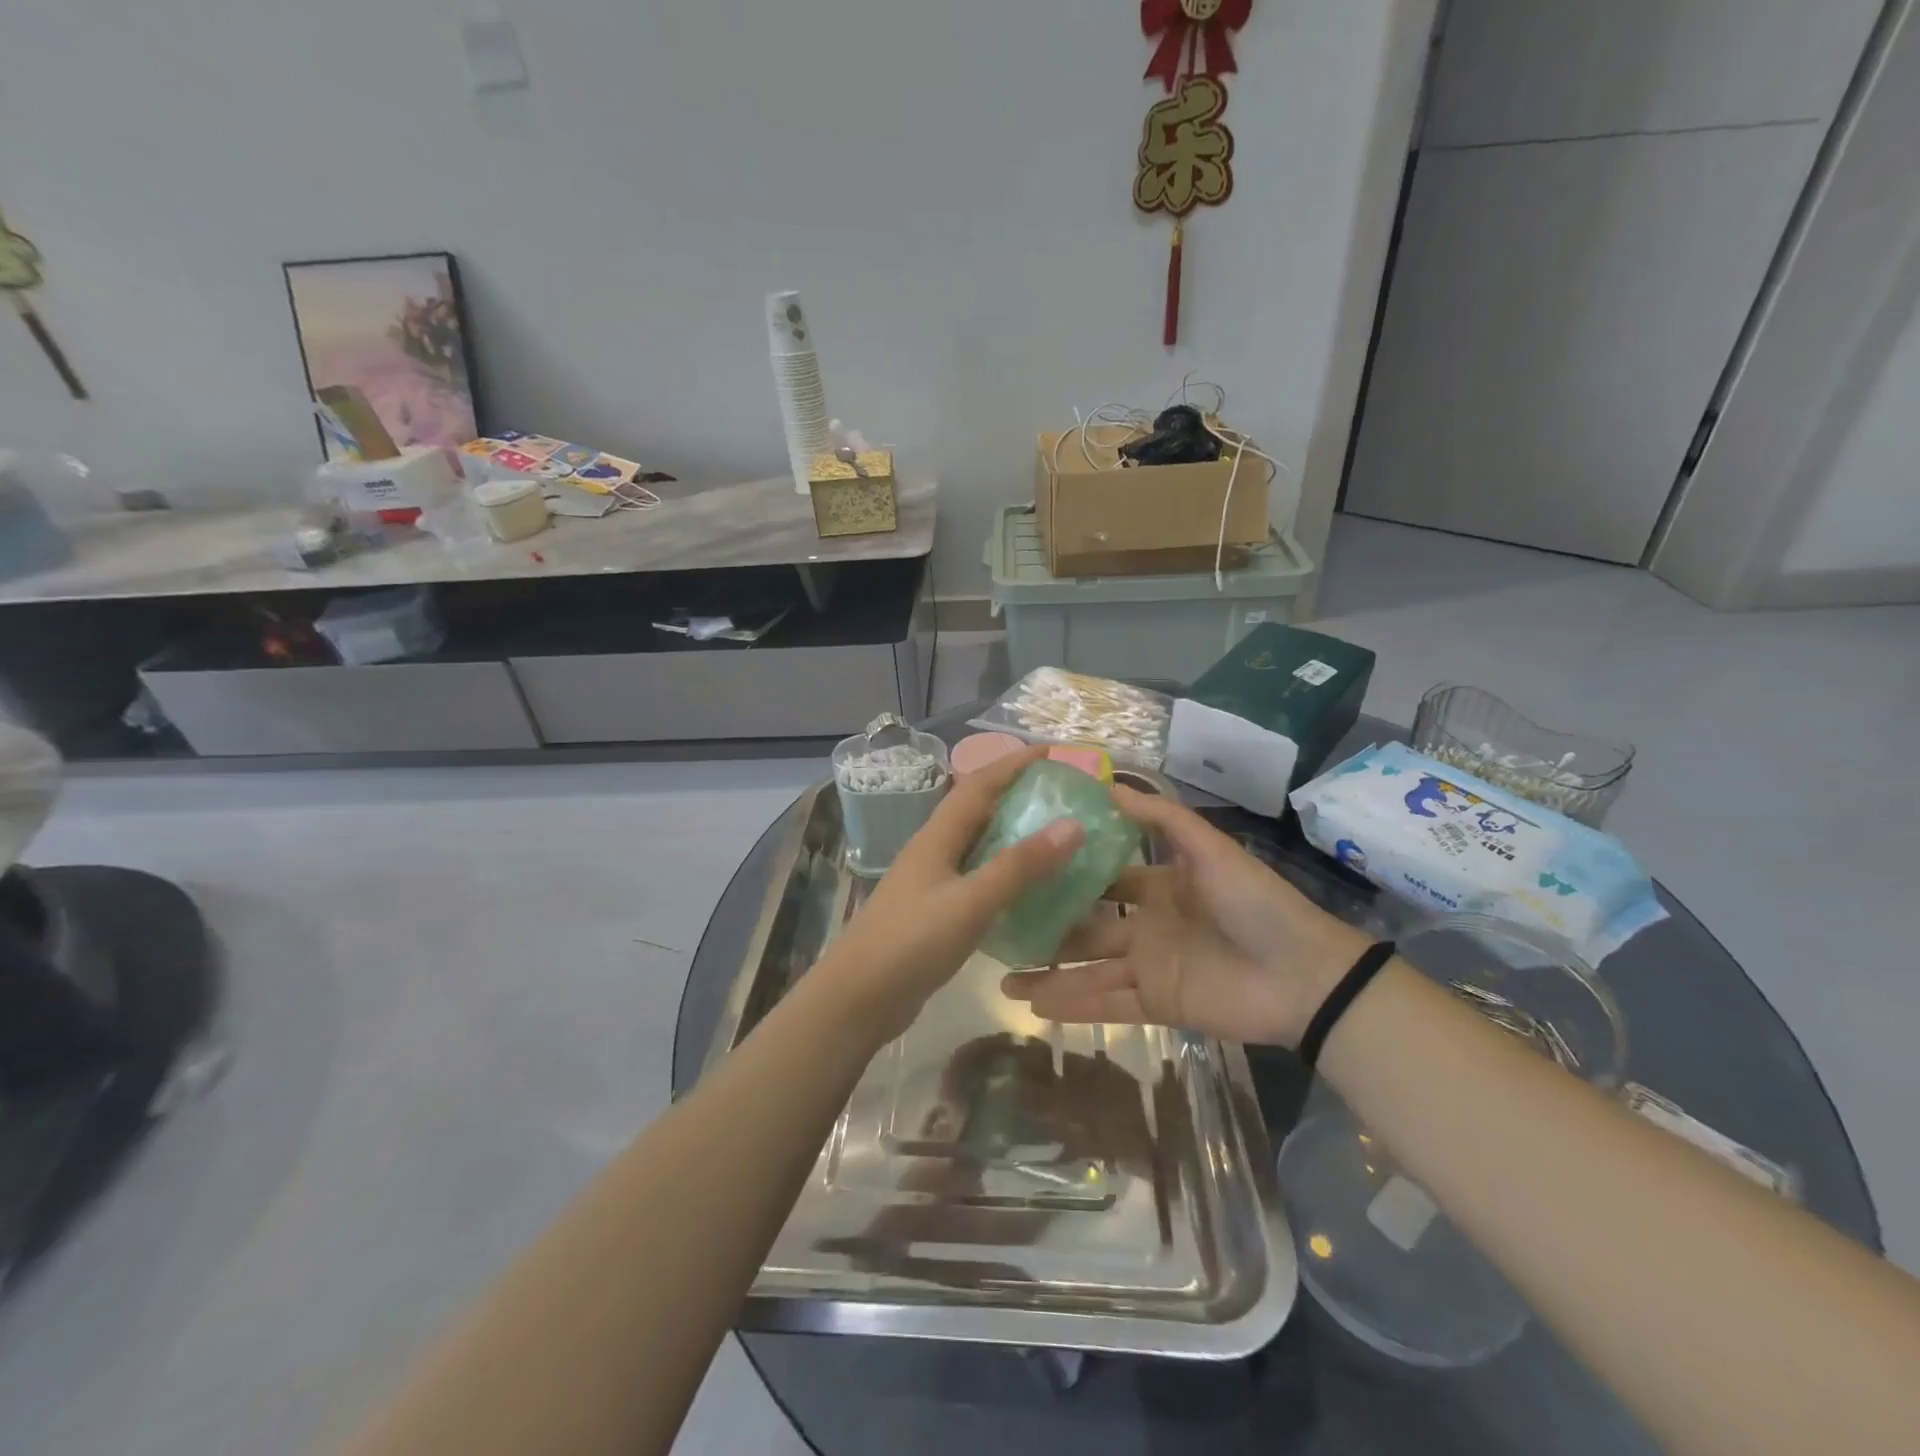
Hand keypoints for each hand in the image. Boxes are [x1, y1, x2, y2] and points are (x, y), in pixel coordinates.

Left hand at [816, 746, 1084, 1043]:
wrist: (858, 998)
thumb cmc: (912, 942)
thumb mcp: (971, 902)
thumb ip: (1019, 866)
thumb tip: (1072, 825)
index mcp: (938, 836)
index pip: (979, 784)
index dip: (1014, 763)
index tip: (1054, 752)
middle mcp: (935, 850)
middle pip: (979, 809)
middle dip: (1018, 794)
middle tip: (1064, 795)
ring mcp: (933, 882)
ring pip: (980, 845)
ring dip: (1014, 834)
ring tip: (1056, 835)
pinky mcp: (937, 911)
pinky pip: (979, 879)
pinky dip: (1007, 874)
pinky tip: (1031, 889)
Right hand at [1001, 786, 1368, 1046]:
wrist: (1304, 976)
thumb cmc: (1254, 903)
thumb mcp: (1208, 848)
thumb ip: (1161, 818)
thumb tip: (1107, 784)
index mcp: (1156, 887)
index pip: (1101, 879)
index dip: (1065, 876)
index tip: (1021, 869)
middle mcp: (1145, 925)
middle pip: (1084, 927)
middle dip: (1046, 928)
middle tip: (998, 928)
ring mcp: (1148, 968)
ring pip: (1086, 970)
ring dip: (1047, 974)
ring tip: (1001, 977)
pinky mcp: (1156, 1005)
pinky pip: (1106, 1005)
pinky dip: (1070, 1007)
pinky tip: (1032, 1006)